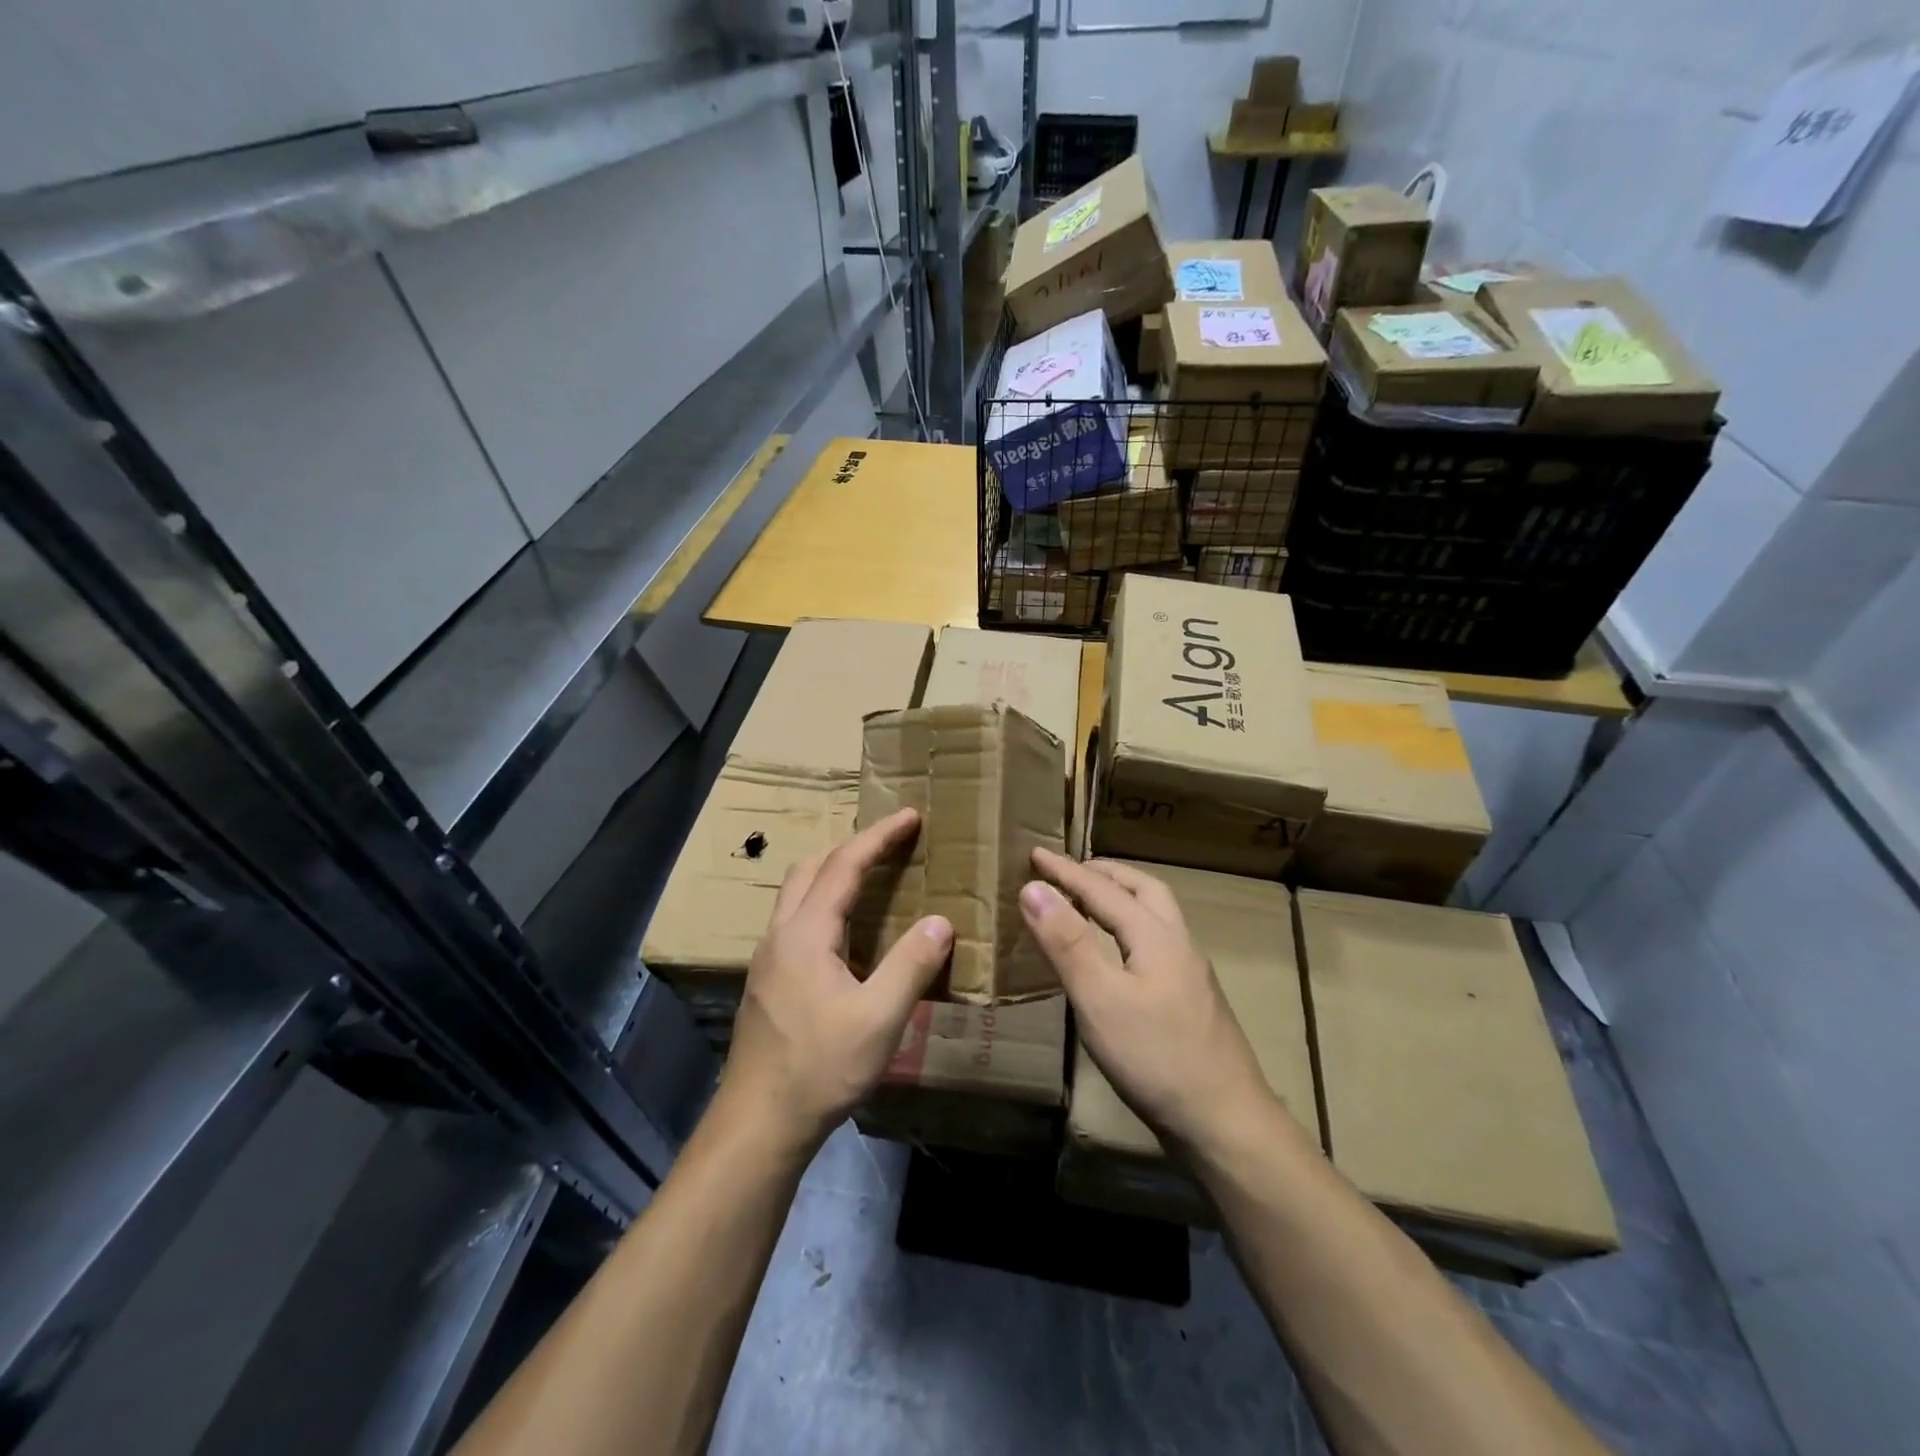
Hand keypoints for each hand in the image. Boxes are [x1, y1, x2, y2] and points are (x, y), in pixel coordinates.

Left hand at [722, 808, 953, 1153]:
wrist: (759, 1124)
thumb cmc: (820, 1068)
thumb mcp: (879, 1019)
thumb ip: (911, 965)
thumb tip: (941, 922)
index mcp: (805, 933)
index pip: (844, 866)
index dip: (879, 837)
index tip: (911, 816)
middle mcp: (780, 935)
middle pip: (811, 868)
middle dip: (851, 847)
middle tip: (891, 846)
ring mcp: (768, 959)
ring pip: (797, 894)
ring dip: (832, 874)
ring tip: (871, 879)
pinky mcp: (767, 982)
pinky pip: (796, 920)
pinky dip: (824, 904)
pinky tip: (845, 934)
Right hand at [1020, 848, 1272, 1151]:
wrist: (1224, 1121)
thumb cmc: (1154, 1057)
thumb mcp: (1098, 998)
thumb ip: (1066, 941)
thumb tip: (1034, 888)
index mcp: (1154, 935)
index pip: (1102, 889)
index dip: (1065, 871)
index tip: (1034, 853)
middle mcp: (1178, 943)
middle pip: (1143, 889)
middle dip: (1104, 873)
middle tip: (1070, 872)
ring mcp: (1191, 972)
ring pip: (1156, 914)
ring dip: (1122, 897)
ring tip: (1091, 904)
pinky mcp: (1192, 999)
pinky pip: (1158, 940)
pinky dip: (1131, 926)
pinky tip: (1119, 954)